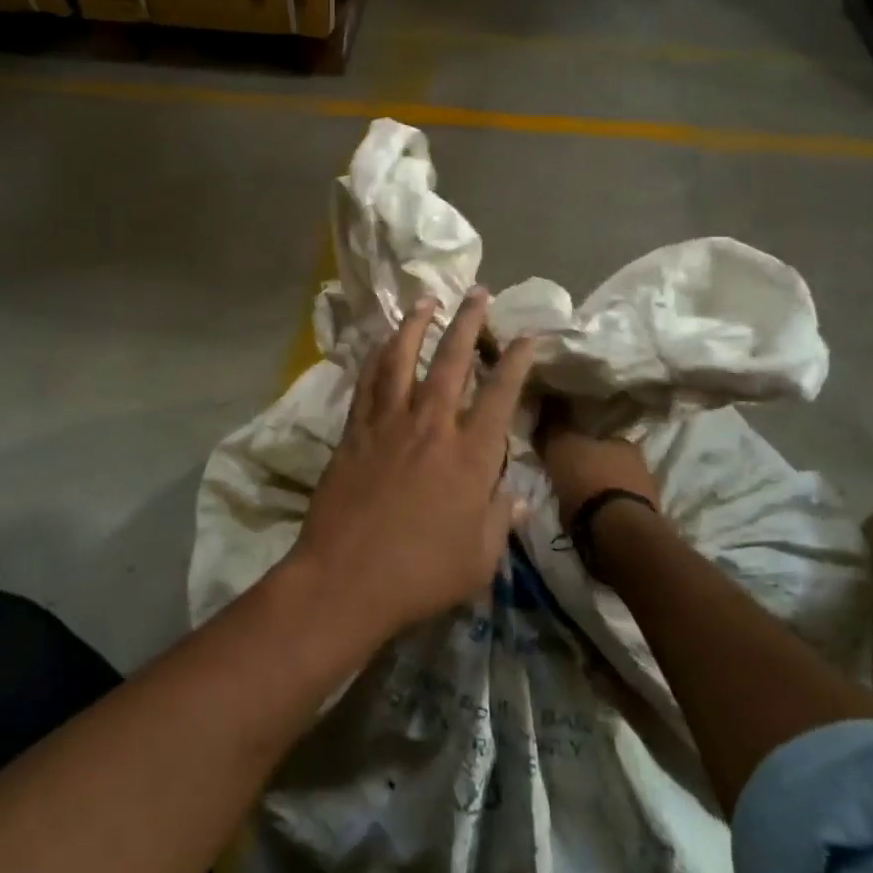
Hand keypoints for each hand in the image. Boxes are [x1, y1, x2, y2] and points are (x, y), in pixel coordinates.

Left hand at [293, 289, 535, 644]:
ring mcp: (388, 424)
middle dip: (467, 322)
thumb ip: (500, 519)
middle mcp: (432, 427)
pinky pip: (367, 382)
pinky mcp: (354, 431)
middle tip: (477, 292)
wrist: (346, 579)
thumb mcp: (479, 559)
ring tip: (426, 301)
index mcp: (471, 457)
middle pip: (452, 361)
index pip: (501, 394)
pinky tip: (380, 342)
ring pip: (403, 360)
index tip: (527, 336)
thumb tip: (519, 495)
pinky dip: (376, 356)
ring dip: (416, 326)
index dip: (517, 361)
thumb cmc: (420, 575)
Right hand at [533, 396, 659, 524]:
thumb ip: (554, 426)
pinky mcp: (643, 521)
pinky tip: (589, 516)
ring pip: (614, 485)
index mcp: (622, 440)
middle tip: (568, 475)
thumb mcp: (561, 446)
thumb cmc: (588, 480)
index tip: (564, 450)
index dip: (579, 441)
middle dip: (590, 467)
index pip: (598, 435)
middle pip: (607, 461)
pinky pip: (617, 509)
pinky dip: (604, 511)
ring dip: (598, 490)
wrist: (616, 529)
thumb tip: (546, 403)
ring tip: (576, 500)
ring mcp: (645, 494)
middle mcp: (639, 463)